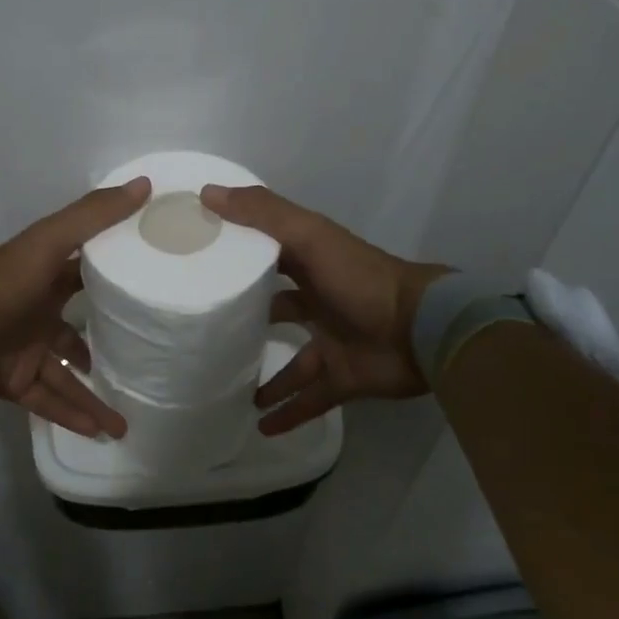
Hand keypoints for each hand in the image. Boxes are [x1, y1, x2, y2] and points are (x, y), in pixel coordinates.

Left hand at [0, 178, 150, 438]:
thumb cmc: (7, 279)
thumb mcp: (53, 238)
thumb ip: (95, 214)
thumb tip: (145, 184)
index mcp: (49, 278)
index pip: (87, 275)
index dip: (115, 277)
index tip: (150, 286)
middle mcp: (41, 313)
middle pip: (79, 331)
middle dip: (107, 343)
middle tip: (142, 358)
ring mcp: (28, 350)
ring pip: (67, 375)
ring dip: (94, 395)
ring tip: (126, 420)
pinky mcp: (15, 381)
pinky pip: (48, 401)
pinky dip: (72, 415)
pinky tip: (99, 432)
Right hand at [200, 184, 451, 435]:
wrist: (420, 329)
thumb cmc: (358, 277)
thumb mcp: (307, 234)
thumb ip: (261, 213)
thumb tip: (206, 192)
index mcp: (309, 263)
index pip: (266, 254)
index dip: (236, 254)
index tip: (198, 261)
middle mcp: (318, 300)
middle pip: (276, 308)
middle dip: (247, 317)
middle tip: (206, 329)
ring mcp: (331, 341)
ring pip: (290, 360)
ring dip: (263, 374)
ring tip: (226, 384)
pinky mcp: (342, 378)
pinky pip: (309, 399)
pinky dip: (287, 413)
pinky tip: (259, 425)